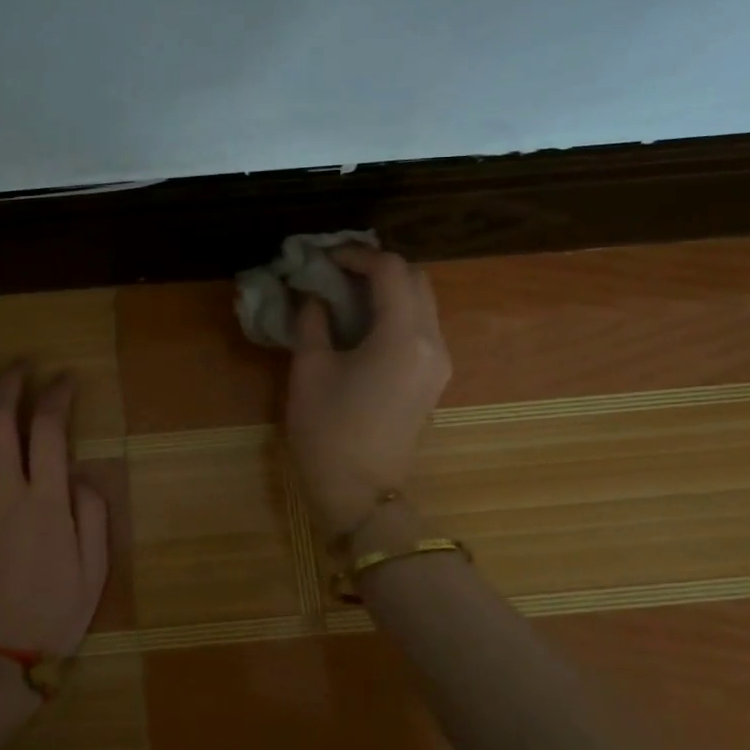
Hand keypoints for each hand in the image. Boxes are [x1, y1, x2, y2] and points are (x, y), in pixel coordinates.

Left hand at [0, 367, 109, 659]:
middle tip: (21, 366)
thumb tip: (81, 474)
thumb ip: (93, 516)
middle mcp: (5, 494)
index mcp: (46, 504)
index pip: (50, 431)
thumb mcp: (95, 571)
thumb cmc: (53, 616)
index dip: (57, 396)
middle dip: (10, 385)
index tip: (66, 379)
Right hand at [286, 247, 452, 532]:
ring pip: (422, 302)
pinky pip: (420, 326)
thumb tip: (313, 295)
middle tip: (336, 271)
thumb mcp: (310, 370)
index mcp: (404, 337)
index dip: (357, 255)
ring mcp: (439, 362)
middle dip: (378, 266)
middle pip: (416, 280)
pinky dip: (395, 311)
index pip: (391, 271)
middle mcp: (433, 342)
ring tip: (345, 292)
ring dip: (388, 288)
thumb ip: (313, 322)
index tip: (324, 258)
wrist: (359, 494)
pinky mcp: (433, 378)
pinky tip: (361, 320)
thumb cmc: (328, 431)